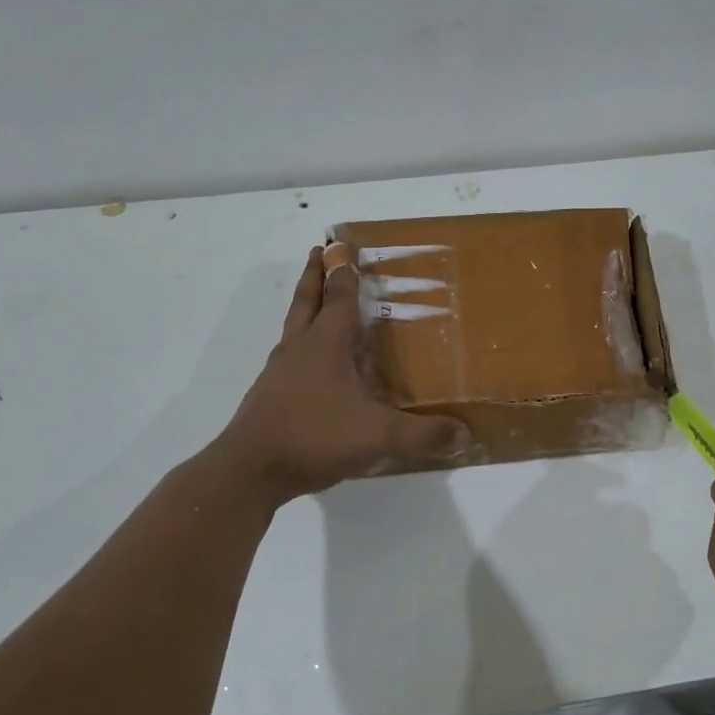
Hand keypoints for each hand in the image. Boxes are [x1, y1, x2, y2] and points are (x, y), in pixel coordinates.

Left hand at [211, 247, 469, 503]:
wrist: (250, 470)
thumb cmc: (315, 436)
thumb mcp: (379, 436)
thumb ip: (423, 435)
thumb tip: (464, 435)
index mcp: (326, 344)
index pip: (339, 298)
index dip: (344, 272)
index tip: (342, 245)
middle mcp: (300, 349)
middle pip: (307, 301)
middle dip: (314, 275)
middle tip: (317, 251)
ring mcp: (280, 373)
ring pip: (293, 327)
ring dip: (305, 307)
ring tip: (315, 301)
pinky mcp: (270, 397)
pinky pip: (289, 358)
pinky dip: (300, 346)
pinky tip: (311, 364)